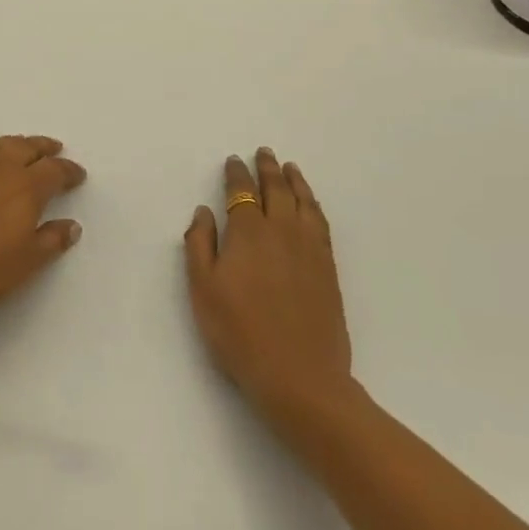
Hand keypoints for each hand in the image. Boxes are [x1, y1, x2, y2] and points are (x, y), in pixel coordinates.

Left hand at [0, 135, 85, 320]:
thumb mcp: (27, 262)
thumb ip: (52, 240)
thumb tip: (71, 225)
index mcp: (25, 188)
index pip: (54, 171)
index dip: (68, 170)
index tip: (77, 174)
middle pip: (24, 148)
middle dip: (42, 147)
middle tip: (52, 147)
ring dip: (7, 144)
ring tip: (16, 146)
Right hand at [185, 149, 354, 418]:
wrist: (300, 377)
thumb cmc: (239, 333)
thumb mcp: (203, 290)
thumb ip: (200, 245)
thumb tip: (204, 211)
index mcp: (248, 233)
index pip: (242, 193)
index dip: (236, 175)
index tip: (234, 161)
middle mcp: (282, 232)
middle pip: (276, 190)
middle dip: (267, 169)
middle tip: (263, 153)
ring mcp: (310, 250)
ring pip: (304, 203)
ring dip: (295, 182)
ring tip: (290, 168)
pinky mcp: (328, 269)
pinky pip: (321, 224)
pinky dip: (314, 205)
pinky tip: (311, 205)